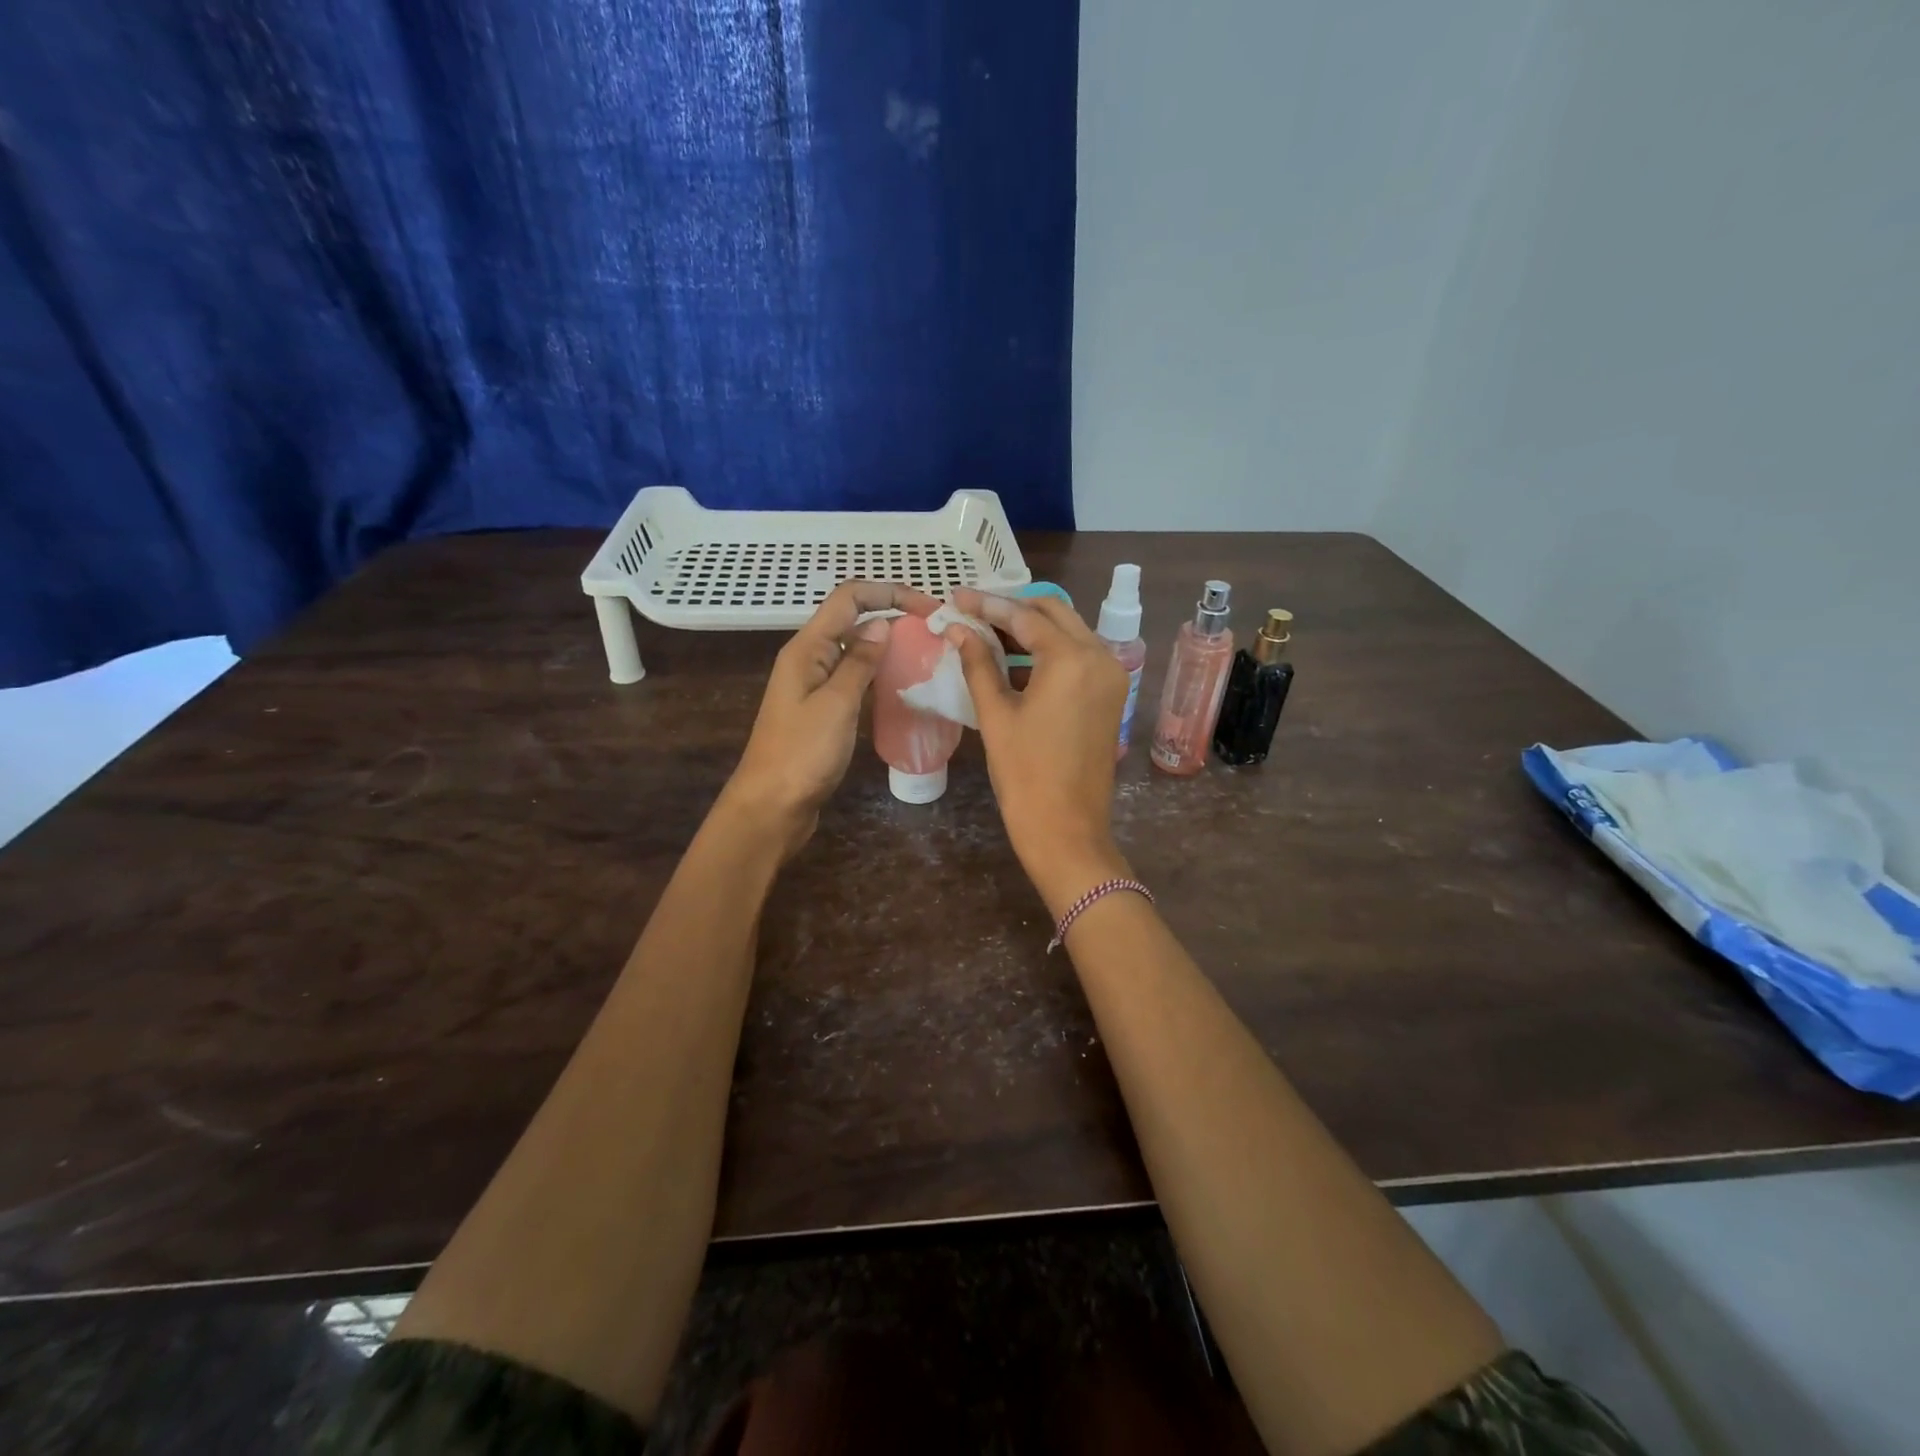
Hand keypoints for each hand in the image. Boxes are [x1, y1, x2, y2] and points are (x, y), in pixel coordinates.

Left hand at [724, 580, 939, 857]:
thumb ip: (859, 662)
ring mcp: (815, 685)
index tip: (929, 608)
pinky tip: (903, 685)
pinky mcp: (823, 710)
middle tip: (936, 632)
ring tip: (927, 654)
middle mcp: (809, 659)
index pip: (849, 598)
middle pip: (853, 620)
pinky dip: (878, 674)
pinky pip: (854, 679)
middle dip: (893, 616)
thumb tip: (883, 625)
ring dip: (888, 646)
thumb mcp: (836, 704)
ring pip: (855, 650)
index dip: (889, 593)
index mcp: (807, 648)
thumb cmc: (801, 754)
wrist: (772, 807)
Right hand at [945, 589, 1133, 911]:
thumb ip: (978, 664)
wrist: (1067, 829)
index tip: (956, 596)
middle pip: (1053, 613)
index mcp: (1072, 659)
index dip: (987, 604)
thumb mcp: (996, 715)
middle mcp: (1100, 656)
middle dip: (1012, 608)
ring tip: (987, 631)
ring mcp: (1111, 675)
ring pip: (1069, 631)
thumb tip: (957, 630)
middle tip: (972, 611)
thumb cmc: (1025, 775)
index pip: (1024, 616)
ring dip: (1031, 627)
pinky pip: (1079, 656)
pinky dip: (1048, 651)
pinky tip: (1015, 658)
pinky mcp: (1111, 695)